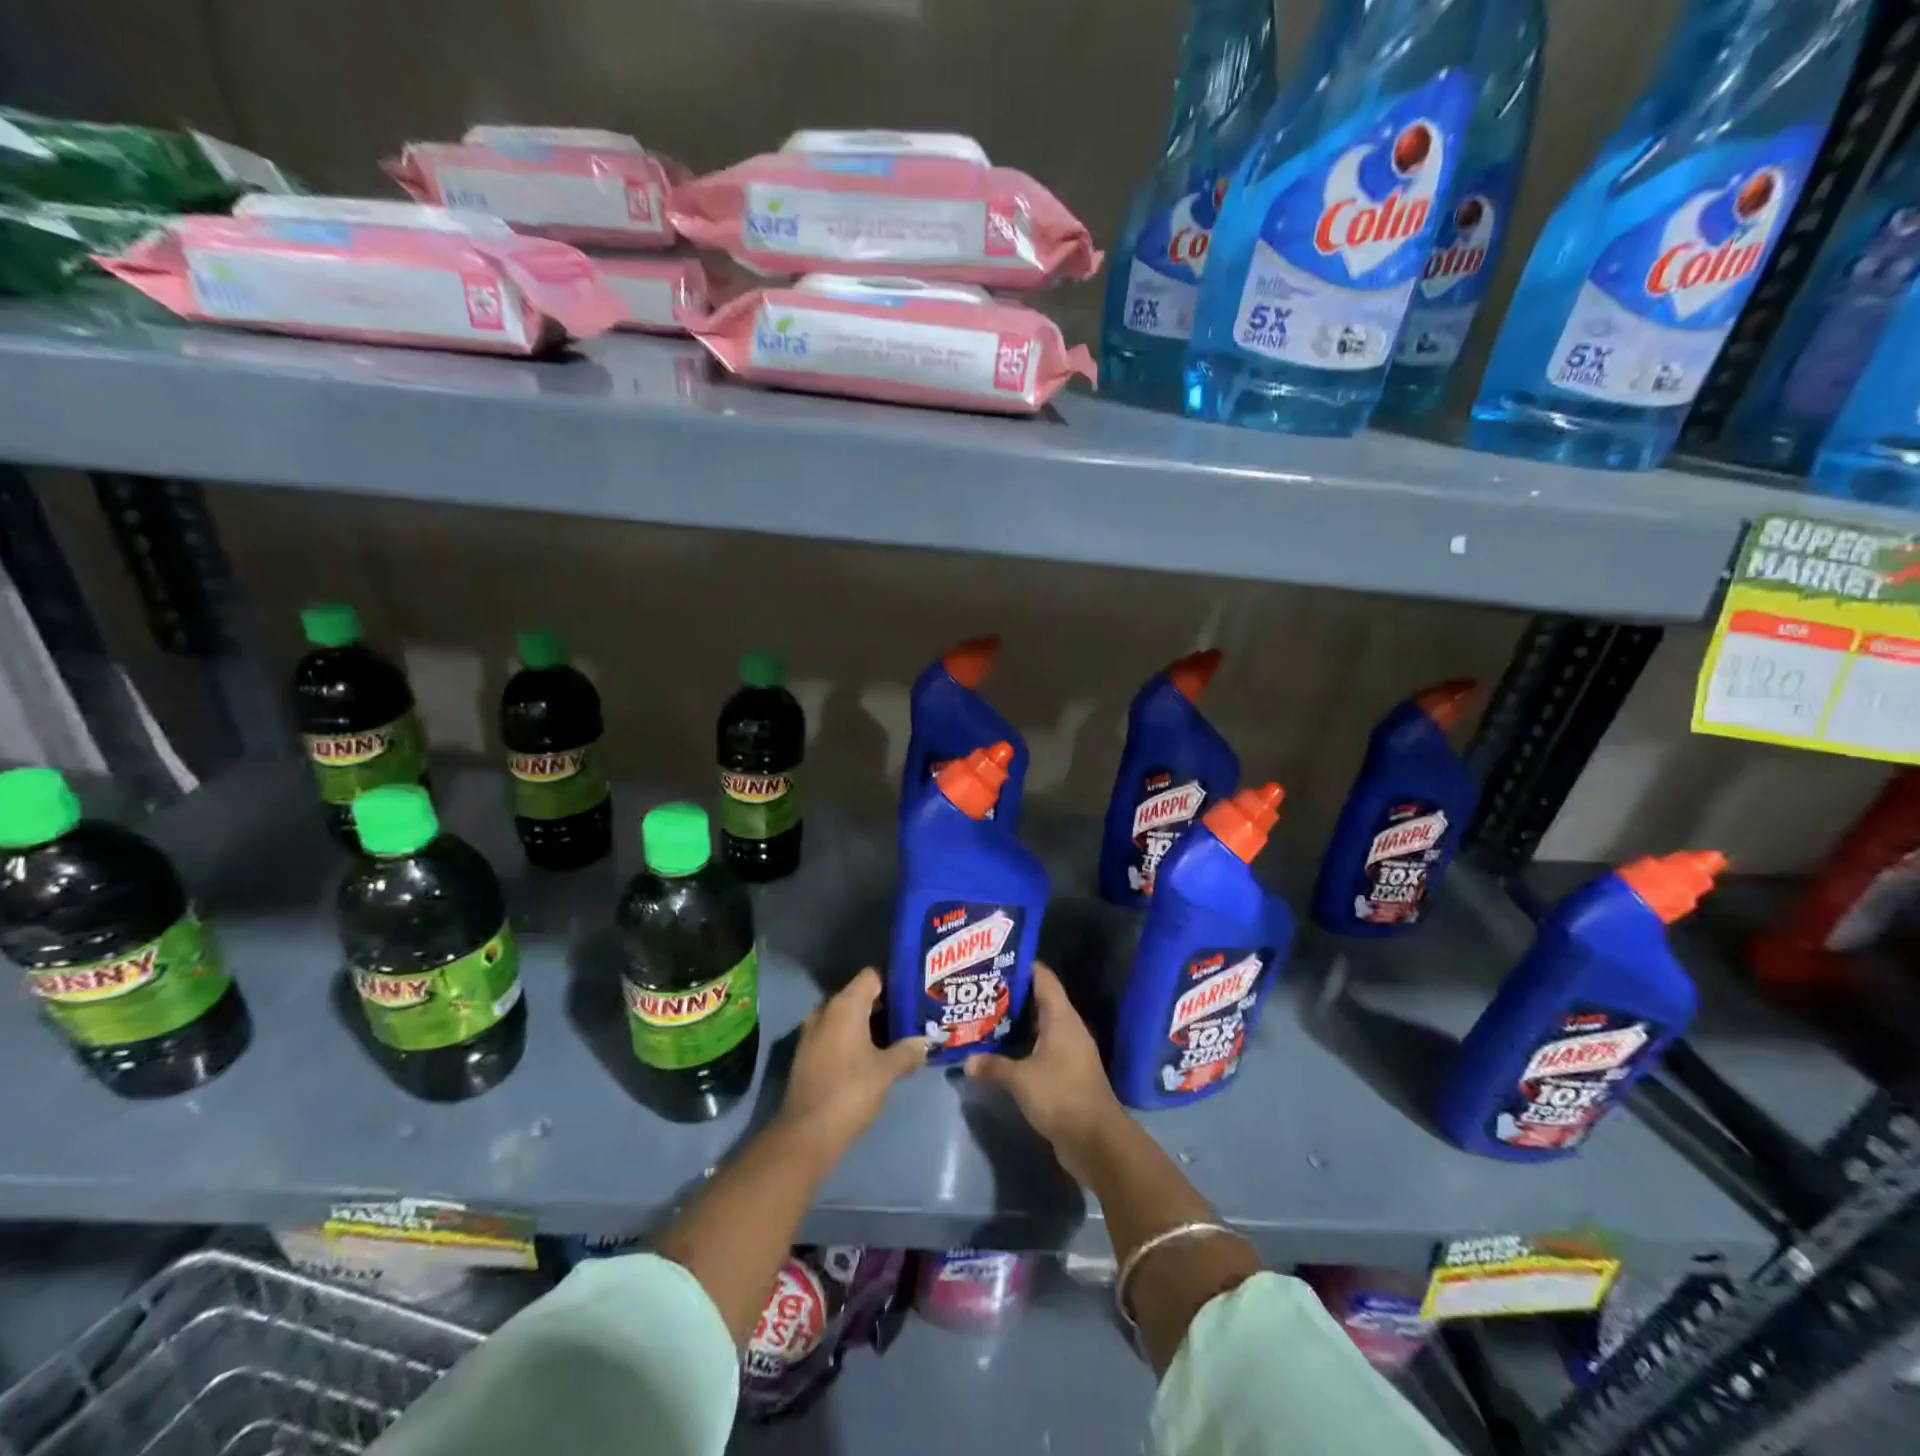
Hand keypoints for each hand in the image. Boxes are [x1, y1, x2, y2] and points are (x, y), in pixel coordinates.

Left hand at [778, 968, 925, 1152]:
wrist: (806, 1134)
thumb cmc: (850, 1092)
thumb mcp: (886, 1071)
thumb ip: (908, 1051)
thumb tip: (927, 1042)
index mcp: (844, 1005)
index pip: (872, 976)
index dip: (894, 981)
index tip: (914, 994)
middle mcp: (826, 1011)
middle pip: (860, 995)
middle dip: (885, 1005)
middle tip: (912, 1016)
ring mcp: (813, 1032)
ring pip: (847, 1017)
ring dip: (870, 1024)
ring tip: (898, 1036)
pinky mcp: (808, 1054)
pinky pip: (836, 1034)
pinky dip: (854, 1038)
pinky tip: (873, 1055)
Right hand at [966, 962, 1125, 1179]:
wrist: (1096, 1141)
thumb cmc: (1060, 1096)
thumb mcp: (1020, 1079)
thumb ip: (993, 1067)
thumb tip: (966, 1061)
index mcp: (1061, 1017)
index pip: (1043, 978)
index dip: (1021, 965)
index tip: (994, 960)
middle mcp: (1069, 1027)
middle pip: (1040, 999)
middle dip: (1012, 995)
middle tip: (981, 989)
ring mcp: (1071, 1050)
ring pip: (1041, 1025)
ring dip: (1018, 1022)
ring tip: (986, 1016)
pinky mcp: (1068, 1072)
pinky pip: (1043, 1047)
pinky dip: (1025, 1044)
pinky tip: (1002, 1050)